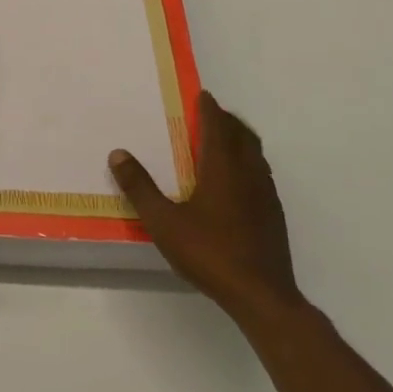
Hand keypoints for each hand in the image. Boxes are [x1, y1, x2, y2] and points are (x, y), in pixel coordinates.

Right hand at [109, 90, 303, 322]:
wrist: (262, 296)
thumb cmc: (210, 253)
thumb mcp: (164, 222)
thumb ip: (140, 187)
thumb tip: (118, 154)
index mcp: (222, 166)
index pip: (218, 125)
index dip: (209, 107)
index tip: (202, 95)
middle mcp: (248, 172)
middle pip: (242, 133)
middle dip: (226, 119)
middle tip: (208, 115)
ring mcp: (266, 193)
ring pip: (255, 153)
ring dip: (240, 140)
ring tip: (221, 143)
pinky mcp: (274, 214)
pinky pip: (261, 173)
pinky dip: (248, 163)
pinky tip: (235, 183)